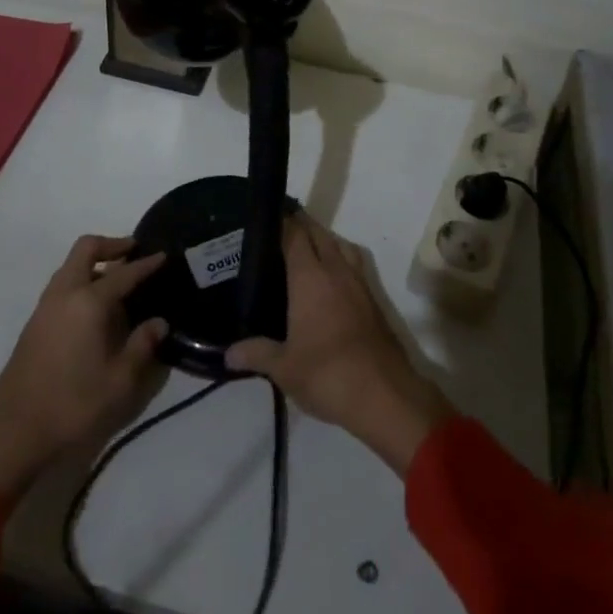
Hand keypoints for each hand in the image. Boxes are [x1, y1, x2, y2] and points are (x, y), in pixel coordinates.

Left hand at [0, 235, 166, 507]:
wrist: (13, 434)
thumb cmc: (73, 406)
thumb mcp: (120, 382)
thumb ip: (142, 346)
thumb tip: (159, 322)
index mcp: (88, 302)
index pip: (124, 273)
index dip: (147, 263)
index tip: (164, 255)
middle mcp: (64, 294)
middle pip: (86, 249)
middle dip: (112, 245)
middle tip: (134, 252)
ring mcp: (45, 307)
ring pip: (70, 266)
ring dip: (94, 263)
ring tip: (117, 281)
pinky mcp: (34, 324)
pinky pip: (62, 285)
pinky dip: (81, 281)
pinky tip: (95, 309)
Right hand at [226, 216, 452, 475]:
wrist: (385, 395)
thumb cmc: (328, 374)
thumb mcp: (284, 368)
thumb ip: (256, 354)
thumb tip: (228, 353)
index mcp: (310, 276)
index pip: (295, 234)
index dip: (281, 221)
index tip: (264, 217)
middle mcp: (336, 270)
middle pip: (319, 233)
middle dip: (301, 225)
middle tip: (278, 230)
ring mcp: (358, 283)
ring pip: (340, 245)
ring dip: (324, 239)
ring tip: (304, 248)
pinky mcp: (373, 300)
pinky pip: (353, 264)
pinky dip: (340, 259)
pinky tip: (329, 279)